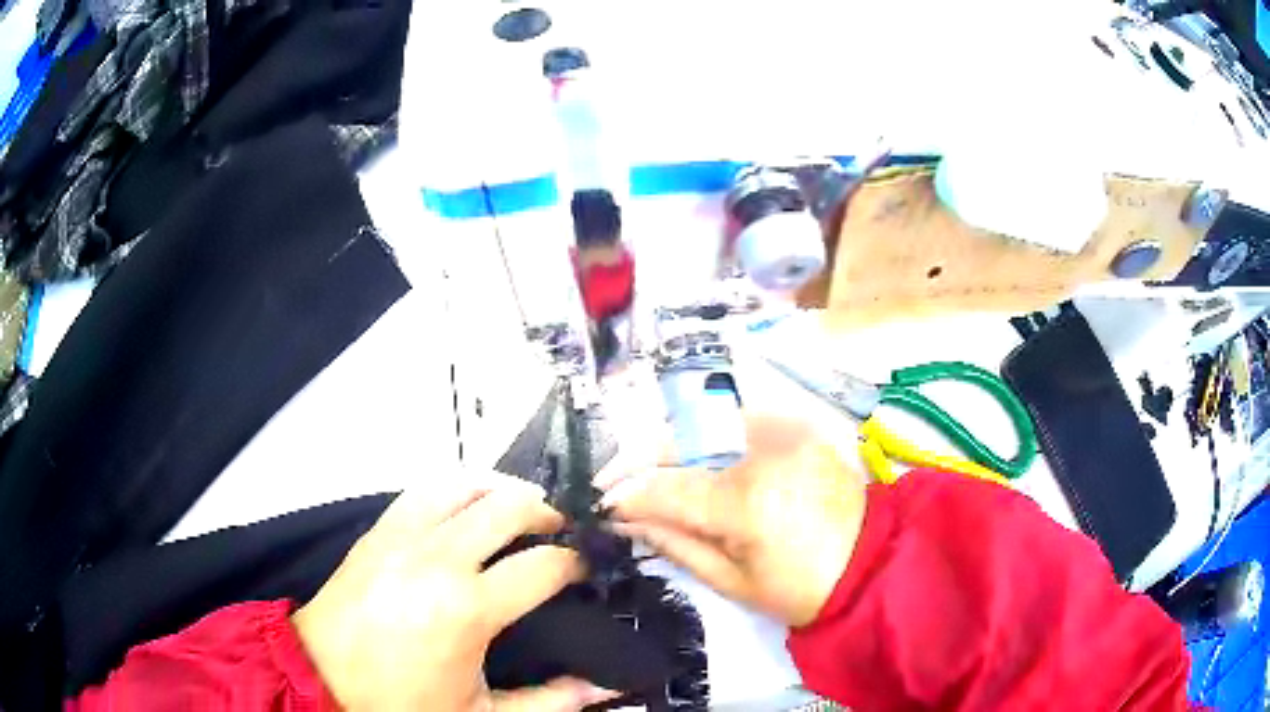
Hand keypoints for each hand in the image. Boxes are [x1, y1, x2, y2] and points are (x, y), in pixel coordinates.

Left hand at [292, 473, 619, 710]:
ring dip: (502, 490)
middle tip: (562, 530)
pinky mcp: (378, 531)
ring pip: (465, 485)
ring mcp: (403, 536)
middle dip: (547, 513)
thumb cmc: (403, 701)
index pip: (543, 565)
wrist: (323, 677)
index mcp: (468, 608)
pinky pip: (425, 491)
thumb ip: (548, 701)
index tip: (584, 568)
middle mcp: (438, 559)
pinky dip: (457, 489)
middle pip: (509, 506)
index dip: (574, 562)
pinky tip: (466, 507)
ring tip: (520, 508)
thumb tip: (599, 687)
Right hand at [600, 416, 867, 626]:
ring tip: (644, 471)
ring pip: (704, 422)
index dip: (627, 495)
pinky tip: (690, 459)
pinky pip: (735, 421)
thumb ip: (674, 543)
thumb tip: (626, 521)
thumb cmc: (801, 588)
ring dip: (667, 444)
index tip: (602, 506)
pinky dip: (705, 437)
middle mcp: (762, 451)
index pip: (667, 487)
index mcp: (746, 500)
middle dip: (636, 458)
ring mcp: (784, 430)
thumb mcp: (731, 580)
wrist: (871, 563)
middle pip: (680, 439)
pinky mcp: (798, 426)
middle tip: (611, 481)